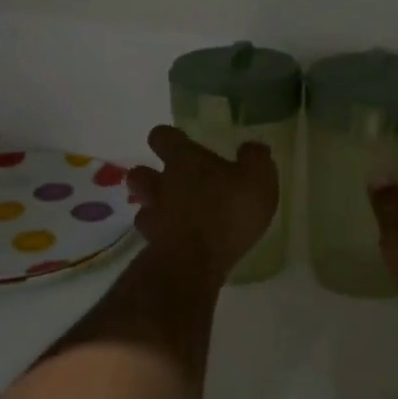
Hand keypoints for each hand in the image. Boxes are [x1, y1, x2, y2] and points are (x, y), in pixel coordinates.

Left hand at [128, 126, 277, 283]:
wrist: (195, 263)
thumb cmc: (228, 211)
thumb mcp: (258, 179)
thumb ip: (255, 159)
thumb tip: (252, 147)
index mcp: (184, 160)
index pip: (162, 136)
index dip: (169, 138)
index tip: (180, 142)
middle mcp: (161, 183)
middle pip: (140, 172)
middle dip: (151, 175)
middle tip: (174, 182)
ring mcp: (153, 216)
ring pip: (142, 204)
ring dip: (155, 206)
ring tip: (175, 214)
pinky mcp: (153, 245)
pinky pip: (152, 235)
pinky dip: (162, 235)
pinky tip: (179, 241)